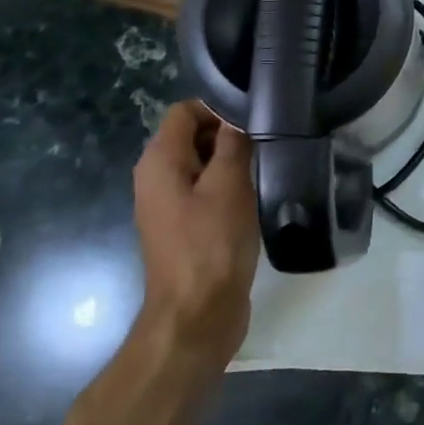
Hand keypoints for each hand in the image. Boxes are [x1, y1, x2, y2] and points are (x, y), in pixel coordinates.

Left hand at [133, 101, 259, 372]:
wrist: (197, 315)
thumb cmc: (211, 244)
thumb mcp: (229, 184)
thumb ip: (232, 143)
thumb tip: (238, 114)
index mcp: (159, 161)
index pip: (185, 111)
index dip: (219, 108)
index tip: (256, 120)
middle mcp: (156, 178)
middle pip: (192, 136)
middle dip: (228, 135)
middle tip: (267, 143)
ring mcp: (169, 205)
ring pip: (202, 164)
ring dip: (231, 163)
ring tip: (266, 167)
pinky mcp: (184, 227)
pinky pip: (205, 191)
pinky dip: (228, 187)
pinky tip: (255, 196)